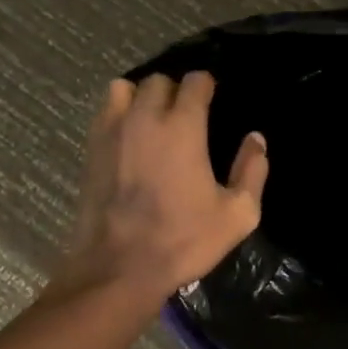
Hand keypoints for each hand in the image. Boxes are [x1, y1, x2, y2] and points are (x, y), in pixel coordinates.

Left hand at [57, 72, 268, 300]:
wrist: (118, 268)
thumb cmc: (183, 240)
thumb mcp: (237, 215)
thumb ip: (252, 171)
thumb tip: (256, 140)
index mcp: (183, 128)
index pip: (194, 82)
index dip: (206, 86)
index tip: (213, 99)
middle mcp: (144, 118)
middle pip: (158, 81)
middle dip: (175, 90)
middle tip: (186, 114)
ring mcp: (112, 131)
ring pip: (124, 89)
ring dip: (141, 96)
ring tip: (152, 119)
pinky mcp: (91, 149)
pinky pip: (104, 112)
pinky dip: (119, 113)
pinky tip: (130, 137)